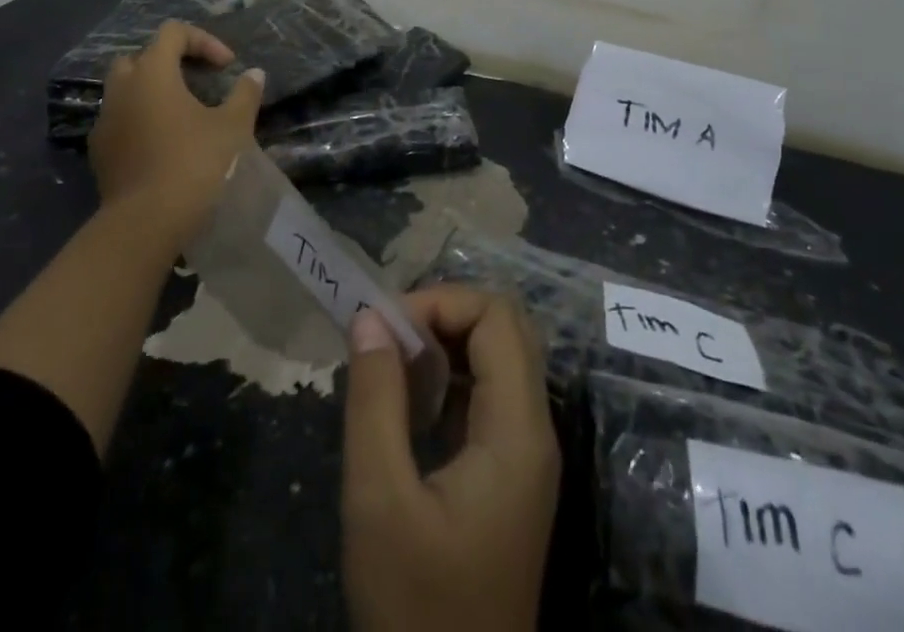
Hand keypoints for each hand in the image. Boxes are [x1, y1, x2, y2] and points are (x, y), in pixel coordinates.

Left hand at [87, 20, 264, 244]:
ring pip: (125, 89)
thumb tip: (254, 74)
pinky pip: (119, 120)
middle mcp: (121, 88)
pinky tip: (162, 143)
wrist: (146, 223)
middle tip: (197, 81)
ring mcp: (105, 121)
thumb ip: (244, 94)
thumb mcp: (232, 126)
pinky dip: (140, 119)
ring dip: (152, 91)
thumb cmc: (194, 163)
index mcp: (152, 72)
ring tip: (182, 113)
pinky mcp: (99, 152)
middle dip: (170, 62)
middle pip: (142, 57)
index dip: (203, 41)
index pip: (173, 33)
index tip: (227, 67)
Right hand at [341, 287, 559, 631]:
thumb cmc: (416, 605)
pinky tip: (409, 402)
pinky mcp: (508, 472)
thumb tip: (369, 317)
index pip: (496, 317)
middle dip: (444, 314)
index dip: (441, 302)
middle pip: (504, 328)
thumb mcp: (379, 500)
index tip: (386, 327)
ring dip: (445, 342)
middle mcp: (534, 430)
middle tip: (388, 337)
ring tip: (391, 362)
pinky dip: (450, 376)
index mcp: (517, 431)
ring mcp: (525, 453)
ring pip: (499, 356)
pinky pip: (489, 392)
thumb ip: (375, 399)